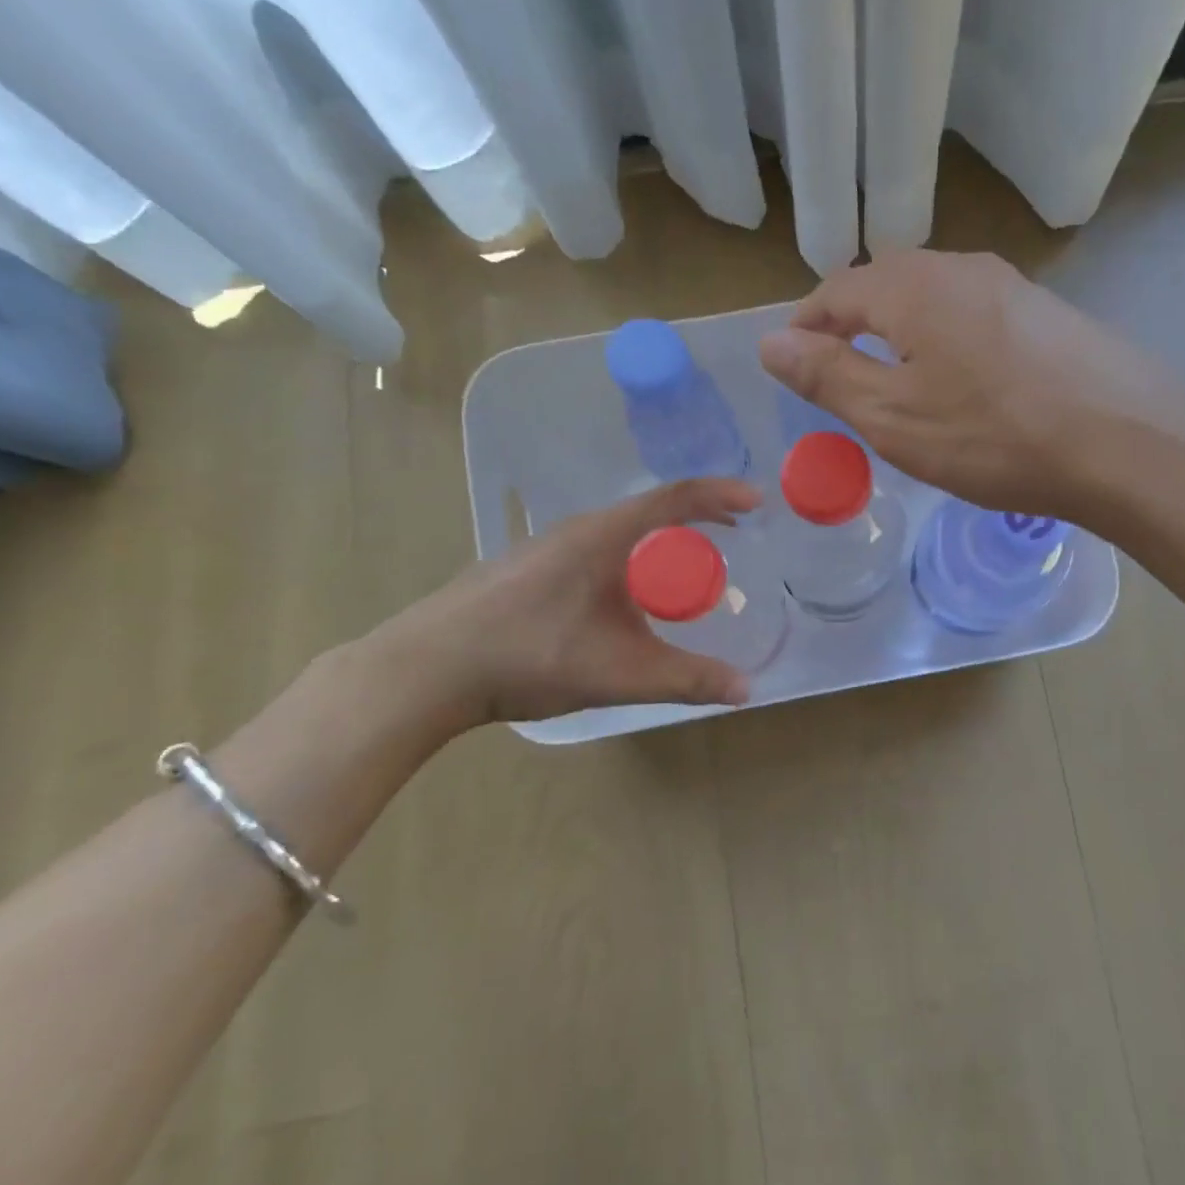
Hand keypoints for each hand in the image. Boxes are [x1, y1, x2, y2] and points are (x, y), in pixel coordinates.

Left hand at [370, 479, 761, 728]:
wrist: (427, 668)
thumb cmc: (529, 655)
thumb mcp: (619, 672)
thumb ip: (685, 679)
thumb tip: (746, 689)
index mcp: (604, 536)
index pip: (675, 498)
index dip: (721, 495)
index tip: (757, 501)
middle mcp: (578, 529)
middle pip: (651, 511)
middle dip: (697, 521)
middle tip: (730, 541)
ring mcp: (548, 547)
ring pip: (622, 533)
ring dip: (661, 544)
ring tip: (684, 574)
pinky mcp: (529, 569)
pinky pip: (598, 551)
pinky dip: (632, 561)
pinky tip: (625, 601)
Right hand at [759, 250, 1184, 524]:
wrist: (1128, 446)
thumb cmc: (994, 436)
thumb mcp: (893, 417)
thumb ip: (827, 376)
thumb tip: (770, 342)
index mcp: (912, 287)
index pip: (836, 290)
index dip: (806, 326)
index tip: (792, 365)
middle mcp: (960, 267)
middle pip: (884, 286)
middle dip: (851, 326)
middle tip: (840, 378)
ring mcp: (1011, 286)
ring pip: (932, 300)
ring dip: (900, 333)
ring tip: (897, 384)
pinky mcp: (1047, 313)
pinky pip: (974, 317)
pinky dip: (947, 342)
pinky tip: (964, 386)